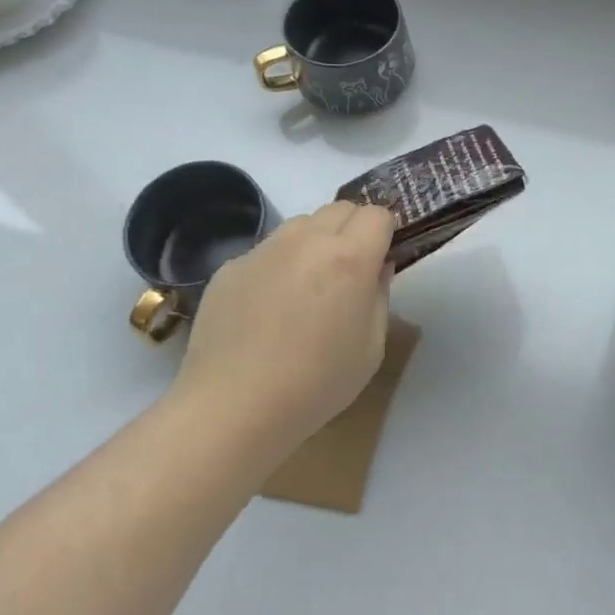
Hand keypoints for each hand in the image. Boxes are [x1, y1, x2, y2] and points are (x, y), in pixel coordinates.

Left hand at [174, 201, 395, 459]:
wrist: (233, 406)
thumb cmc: (316, 383)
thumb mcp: (371, 348)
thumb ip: (379, 296)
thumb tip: (376, 267)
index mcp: (349, 257)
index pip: (377, 214)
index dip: (384, 232)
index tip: (380, 258)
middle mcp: (307, 240)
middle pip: (340, 208)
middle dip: (352, 229)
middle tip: (348, 271)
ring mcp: (264, 249)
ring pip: (300, 224)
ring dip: (314, 241)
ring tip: (305, 287)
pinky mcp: (230, 266)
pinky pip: (265, 251)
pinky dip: (277, 265)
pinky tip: (266, 308)